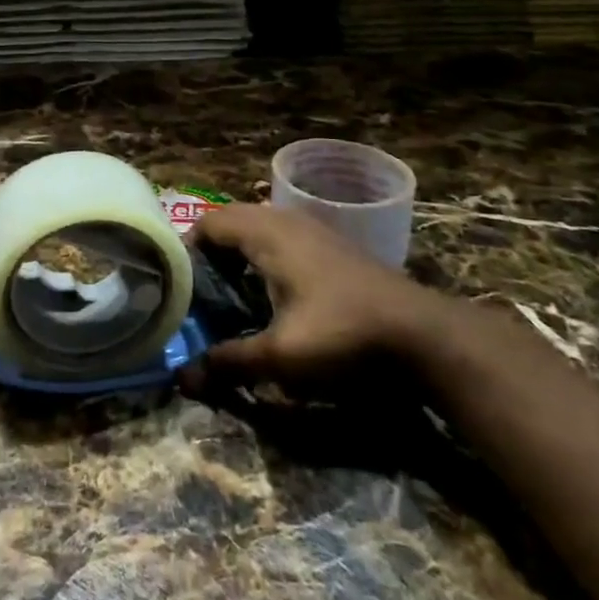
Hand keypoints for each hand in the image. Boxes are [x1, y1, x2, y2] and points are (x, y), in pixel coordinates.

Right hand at [180, 204, 446, 396]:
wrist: (423, 334)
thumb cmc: (342, 334)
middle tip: (197, 291)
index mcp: (265, 233)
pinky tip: (271, 292)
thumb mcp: (281, 356)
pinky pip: (282, 236)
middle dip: (209, 251)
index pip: (209, 222)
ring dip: (238, 251)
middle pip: (231, 221)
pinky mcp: (332, 244)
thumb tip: (182, 380)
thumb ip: (229, 363)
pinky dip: (264, 254)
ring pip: (259, 227)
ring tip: (228, 291)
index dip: (186, 248)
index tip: (174, 283)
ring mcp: (313, 228)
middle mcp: (285, 220)